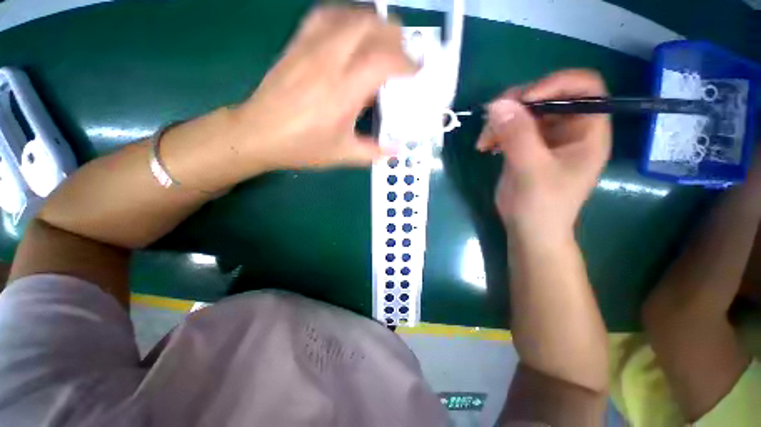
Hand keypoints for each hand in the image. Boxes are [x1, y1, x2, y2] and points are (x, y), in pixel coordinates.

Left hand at [234, 7, 415, 171]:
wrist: (258, 134)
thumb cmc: (302, 147)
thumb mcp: (342, 154)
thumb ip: (372, 152)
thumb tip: (395, 150)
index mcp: (343, 92)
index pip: (382, 61)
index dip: (405, 62)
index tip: (416, 69)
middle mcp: (328, 62)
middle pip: (367, 27)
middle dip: (393, 34)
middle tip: (403, 51)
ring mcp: (310, 48)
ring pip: (347, 16)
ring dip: (371, 22)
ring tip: (382, 38)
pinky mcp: (296, 45)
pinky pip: (324, 17)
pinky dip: (345, 18)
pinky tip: (351, 31)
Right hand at [477, 69, 611, 239]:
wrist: (529, 230)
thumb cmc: (542, 205)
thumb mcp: (532, 170)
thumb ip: (518, 136)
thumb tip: (497, 104)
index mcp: (587, 130)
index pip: (584, 87)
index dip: (556, 83)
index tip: (524, 99)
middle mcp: (569, 128)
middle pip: (548, 95)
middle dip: (518, 103)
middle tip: (493, 117)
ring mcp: (545, 137)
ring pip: (524, 111)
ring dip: (500, 120)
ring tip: (484, 140)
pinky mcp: (525, 146)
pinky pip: (510, 127)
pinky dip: (495, 132)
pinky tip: (484, 146)